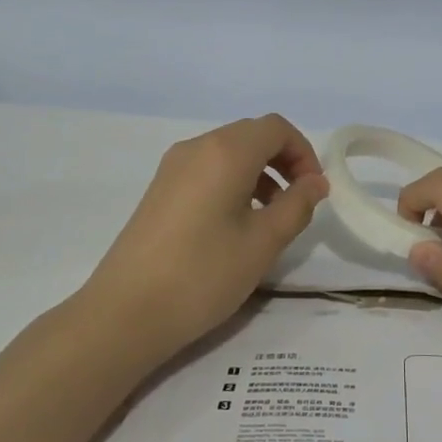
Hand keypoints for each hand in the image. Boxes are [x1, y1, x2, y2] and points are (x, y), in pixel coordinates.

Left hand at [83, 115, 328, 361]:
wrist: (125, 312)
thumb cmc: (204, 274)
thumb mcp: (263, 242)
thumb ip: (297, 205)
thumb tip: (316, 182)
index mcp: (225, 152)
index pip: (276, 128)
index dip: (304, 152)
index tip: (314, 190)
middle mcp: (197, 147)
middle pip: (251, 135)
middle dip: (283, 160)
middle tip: (299, 201)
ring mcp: (173, 167)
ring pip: (228, 152)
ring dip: (259, 173)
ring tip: (270, 218)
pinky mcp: (160, 190)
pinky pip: (207, 169)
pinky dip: (233, 182)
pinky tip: (236, 224)